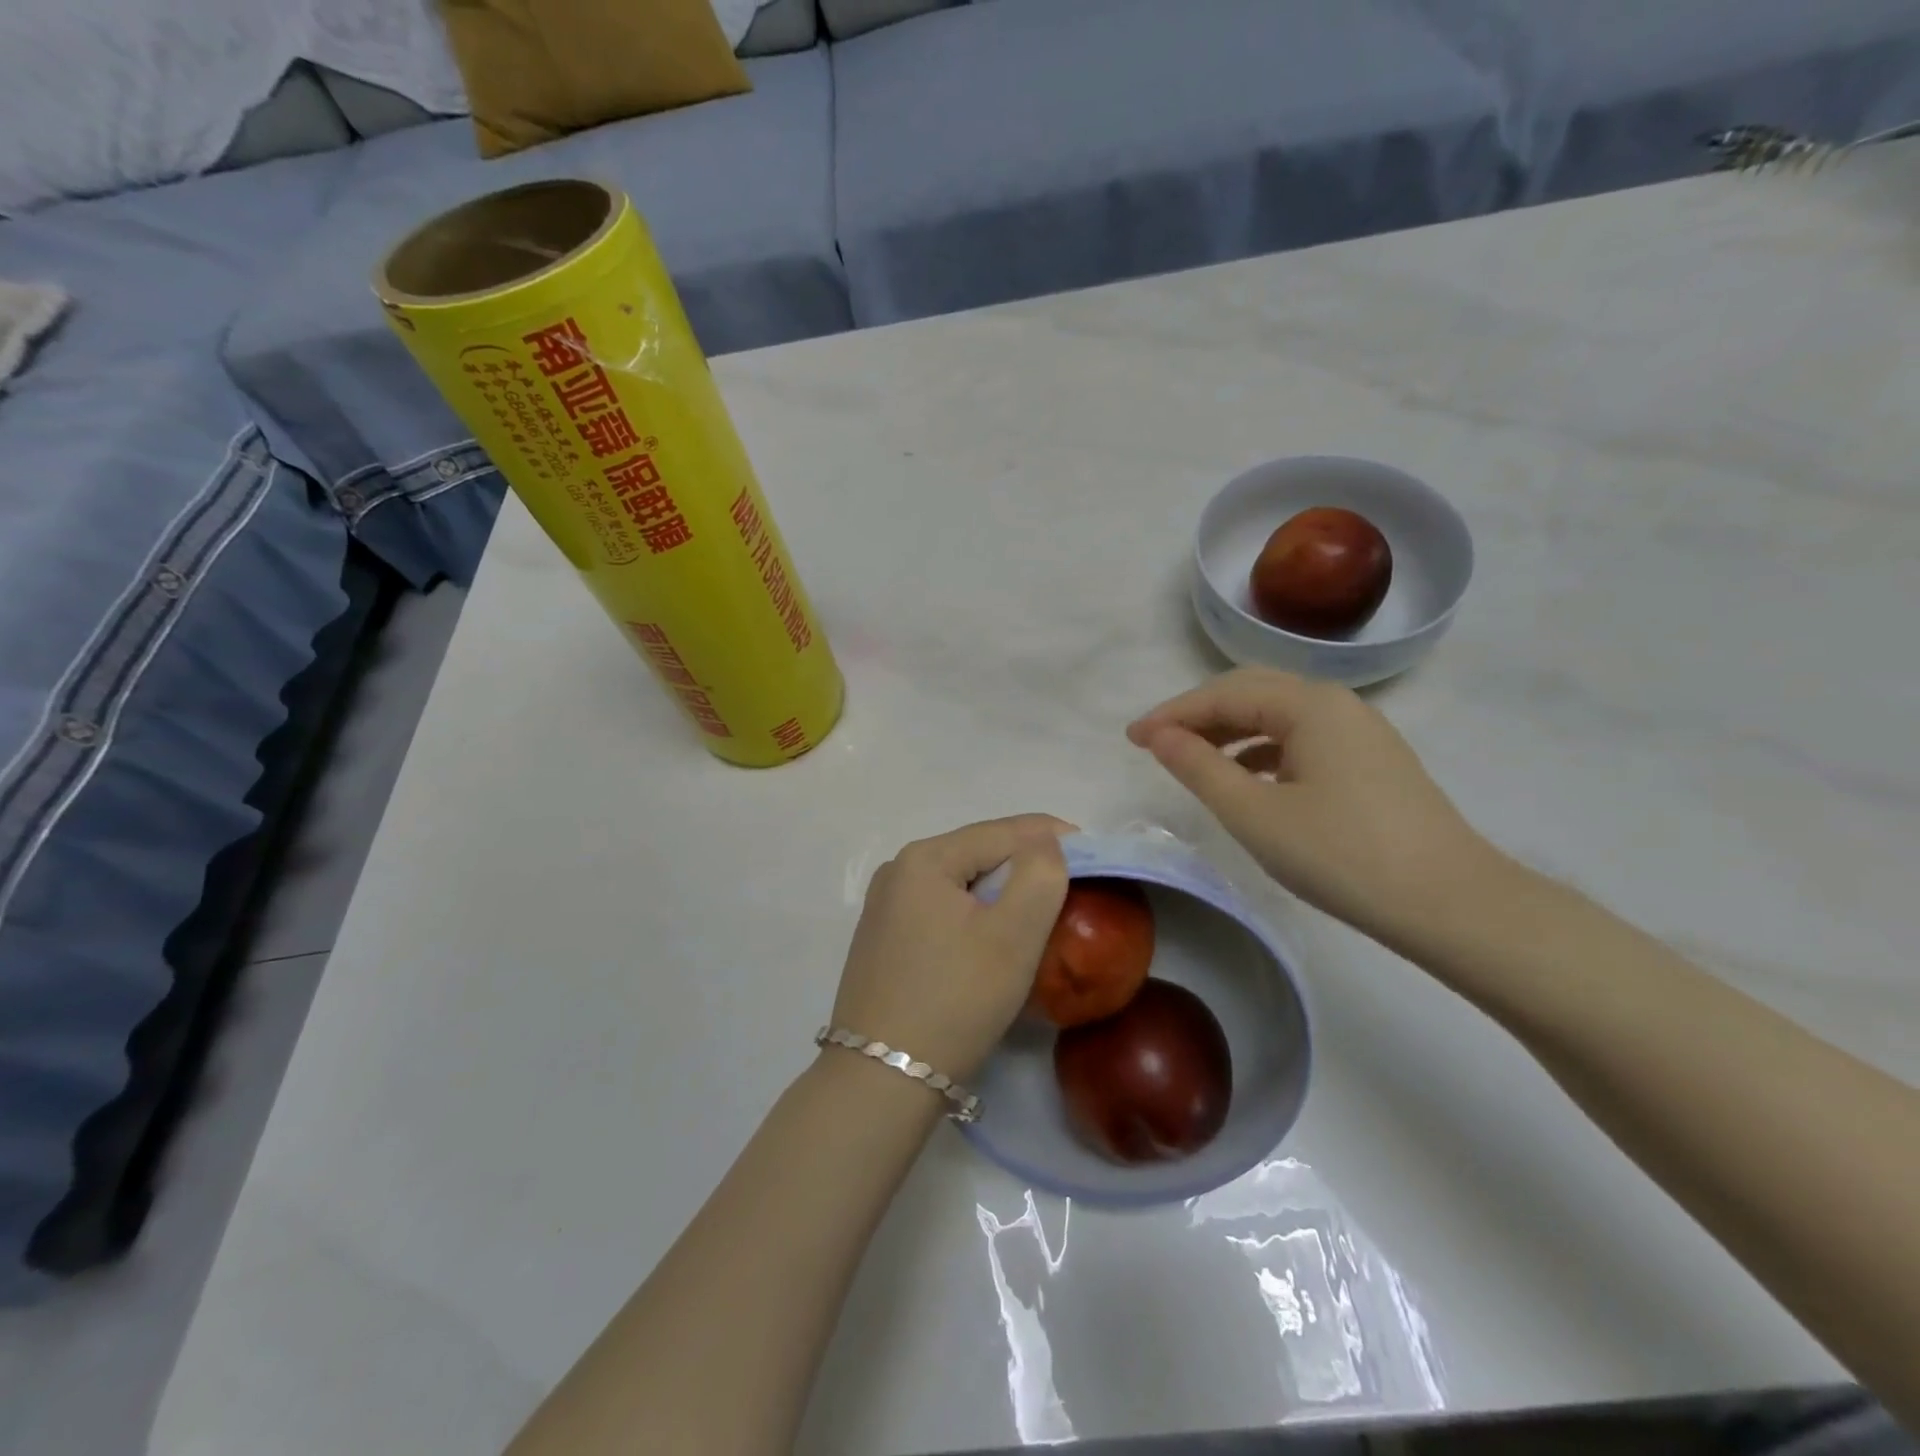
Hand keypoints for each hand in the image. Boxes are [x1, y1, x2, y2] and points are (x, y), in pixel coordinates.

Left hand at [832, 816, 1071, 1080]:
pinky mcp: (883, 938)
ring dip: (1001, 889)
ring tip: (1039, 909)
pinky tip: (992, 936)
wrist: (882, 1080)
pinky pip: (941, 907)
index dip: (1053, 836)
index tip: (1093, 853)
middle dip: (1026, 864)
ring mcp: (884, 905)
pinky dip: (974, 912)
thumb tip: (1045, 842)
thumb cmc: (956, 1000)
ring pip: (961, 881)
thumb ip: (1040, 875)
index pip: (1002, 831)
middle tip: (1071, 884)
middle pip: (979, 852)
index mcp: (924, 858)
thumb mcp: (1012, 936)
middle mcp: (897, 870)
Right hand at [1128, 669, 1501, 947]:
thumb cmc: (1342, 856)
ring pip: (1279, 715)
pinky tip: (1248, 777)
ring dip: (1230, 730)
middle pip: (1252, 692)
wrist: (1451, 904)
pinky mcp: (1371, 762)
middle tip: (1156, 743)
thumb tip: (1158, 735)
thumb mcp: (1255, 814)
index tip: (1131, 739)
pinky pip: (1302, 738)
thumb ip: (1199, 767)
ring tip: (1193, 760)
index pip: (1224, 694)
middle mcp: (1337, 704)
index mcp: (1310, 705)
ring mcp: (1360, 732)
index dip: (1172, 714)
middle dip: (1199, 714)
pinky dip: (1263, 749)